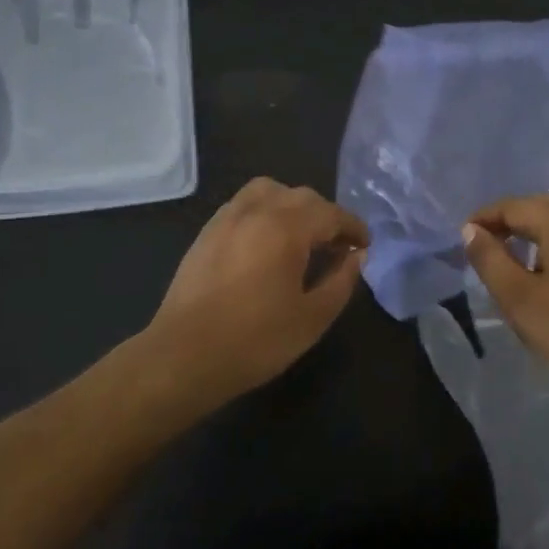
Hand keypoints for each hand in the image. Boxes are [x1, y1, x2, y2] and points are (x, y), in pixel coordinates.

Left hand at [144, 178, 369, 402]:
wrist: (184, 357)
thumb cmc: (255, 341)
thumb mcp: (312, 318)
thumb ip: (341, 281)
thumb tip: (356, 257)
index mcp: (286, 228)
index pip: (331, 214)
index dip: (353, 227)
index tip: (364, 245)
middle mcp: (257, 211)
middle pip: (302, 196)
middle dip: (326, 216)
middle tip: (338, 246)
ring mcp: (227, 218)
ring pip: (269, 191)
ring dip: (292, 205)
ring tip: (301, 235)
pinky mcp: (206, 232)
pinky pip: (243, 204)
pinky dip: (264, 210)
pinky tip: (266, 241)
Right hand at [461, 189, 548, 400]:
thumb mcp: (517, 299)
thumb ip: (489, 259)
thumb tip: (471, 230)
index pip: (512, 207)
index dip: (485, 218)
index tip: (466, 237)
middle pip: (542, 203)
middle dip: (512, 218)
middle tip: (490, 245)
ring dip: (547, 219)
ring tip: (530, 245)